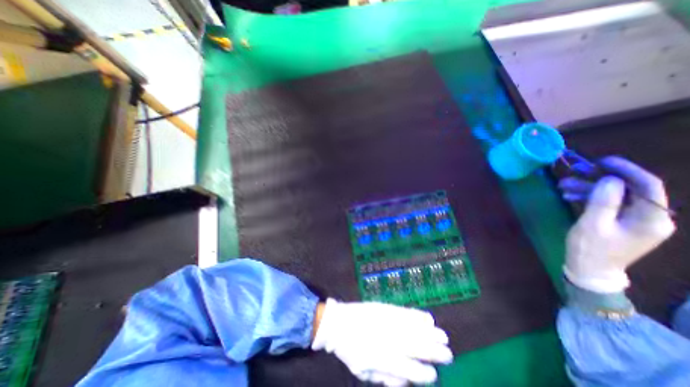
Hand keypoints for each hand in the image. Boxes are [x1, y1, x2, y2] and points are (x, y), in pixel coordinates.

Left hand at [311, 297, 453, 385]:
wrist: (337, 322)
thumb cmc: (349, 350)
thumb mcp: (363, 372)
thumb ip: (385, 377)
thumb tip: (407, 381)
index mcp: (381, 358)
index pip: (409, 368)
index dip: (424, 373)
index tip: (434, 374)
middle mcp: (387, 339)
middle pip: (416, 346)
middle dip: (434, 352)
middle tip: (448, 355)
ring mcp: (386, 321)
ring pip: (413, 327)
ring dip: (430, 333)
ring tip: (444, 337)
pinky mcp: (383, 307)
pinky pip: (403, 311)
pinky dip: (418, 316)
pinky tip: (428, 319)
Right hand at [560, 156, 673, 291]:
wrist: (589, 270)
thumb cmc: (590, 248)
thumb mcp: (592, 224)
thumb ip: (603, 201)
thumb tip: (610, 179)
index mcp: (651, 219)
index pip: (648, 186)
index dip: (626, 170)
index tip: (601, 161)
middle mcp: (650, 217)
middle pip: (629, 189)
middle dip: (600, 178)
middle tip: (574, 172)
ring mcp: (635, 220)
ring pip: (615, 195)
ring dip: (589, 188)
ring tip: (563, 185)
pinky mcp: (621, 222)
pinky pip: (608, 203)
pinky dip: (589, 197)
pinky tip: (570, 196)